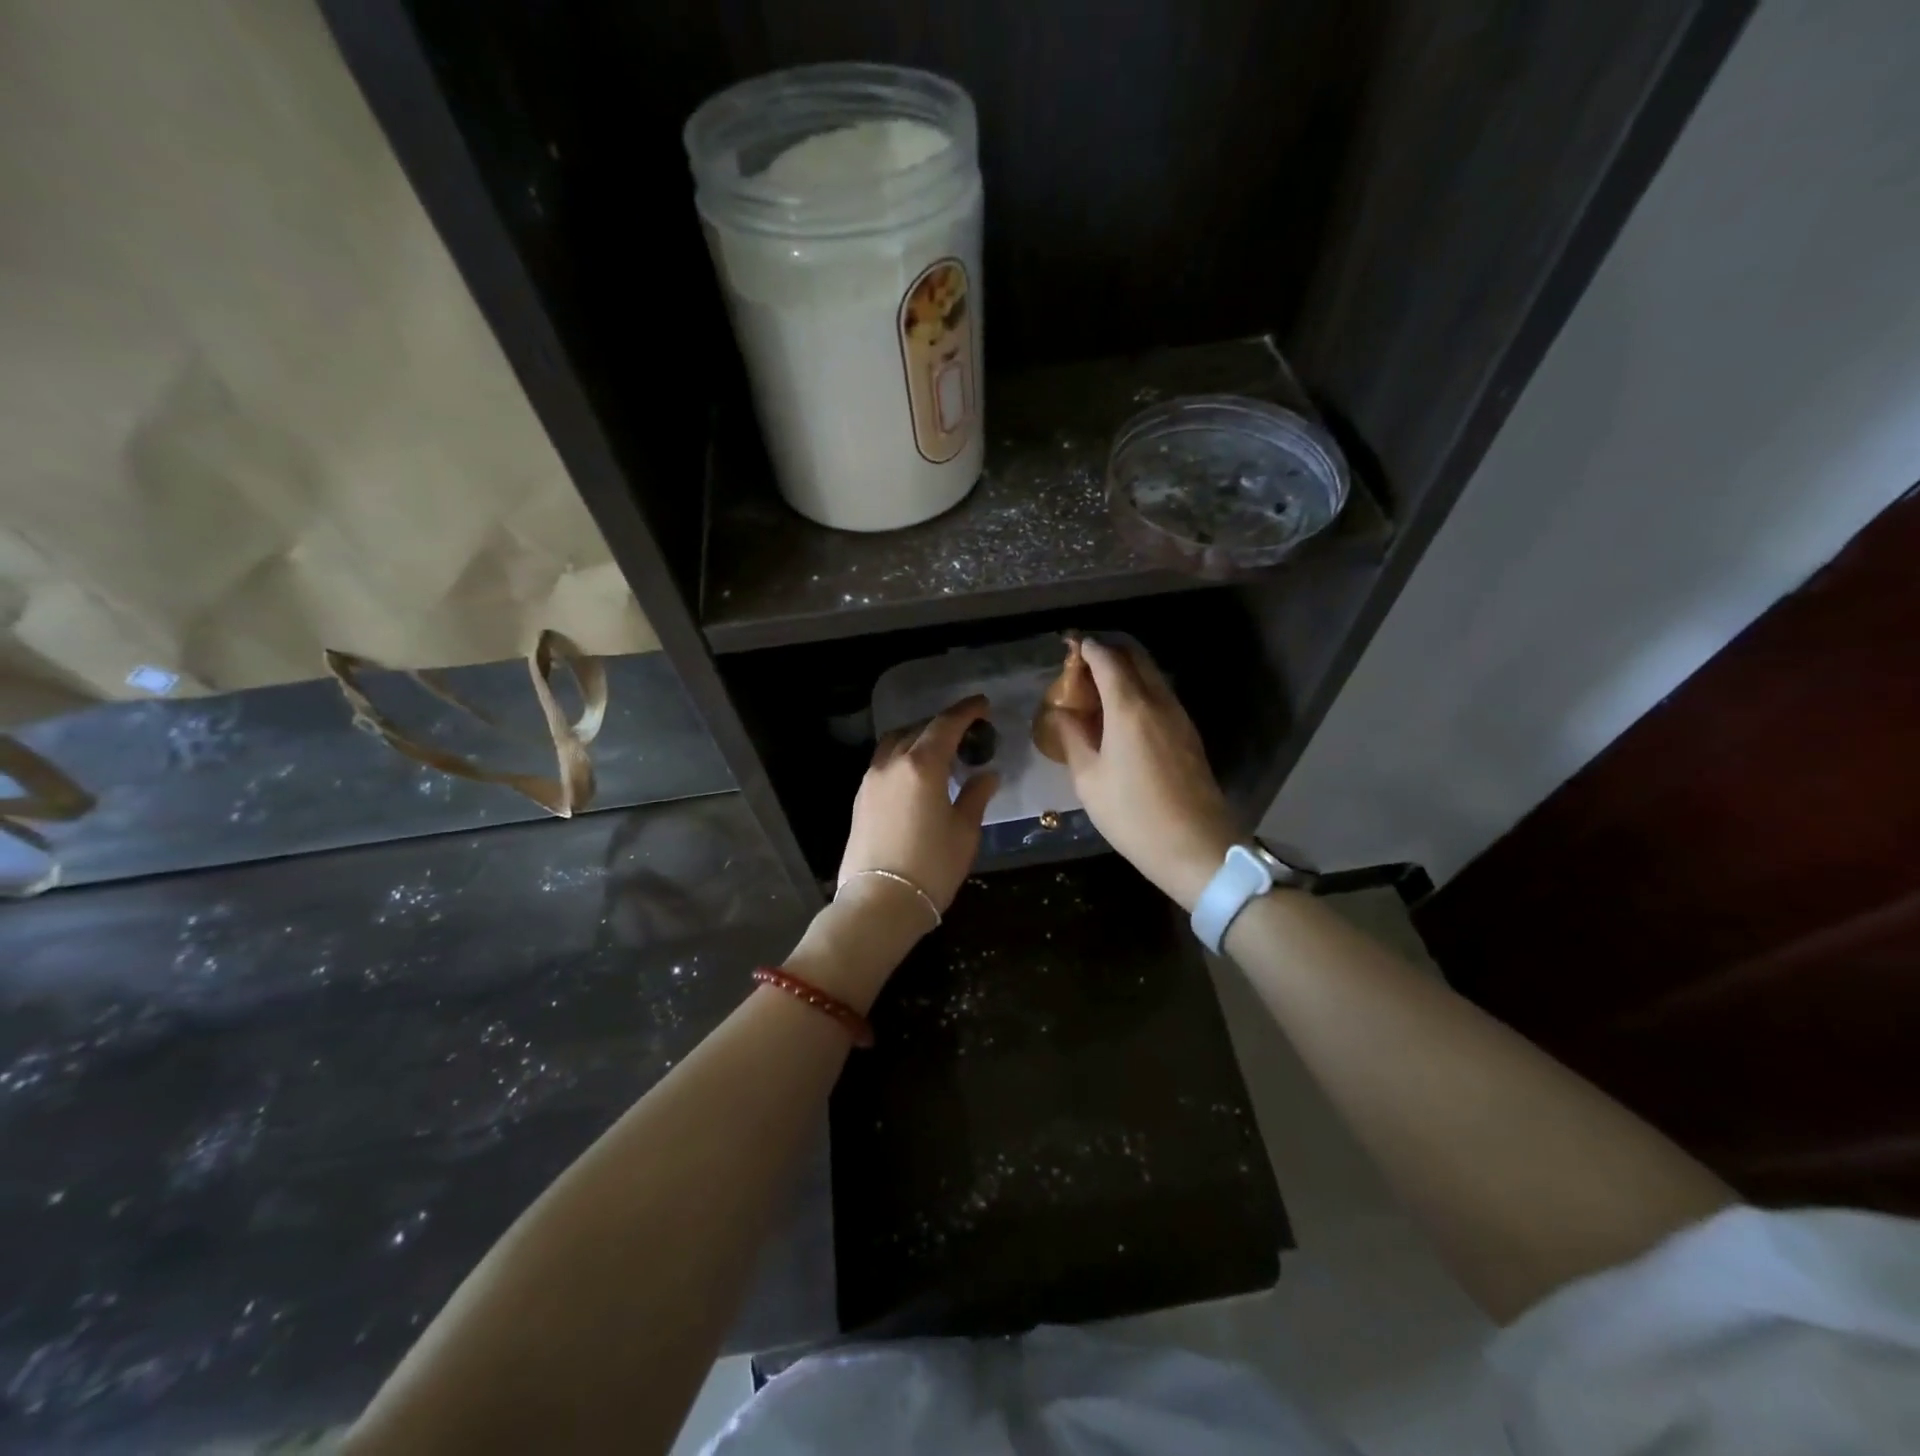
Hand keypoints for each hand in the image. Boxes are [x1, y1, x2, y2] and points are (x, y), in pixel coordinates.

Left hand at [839, 694, 998, 915]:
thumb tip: (987, 775)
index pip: (946, 725)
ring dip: (918, 738)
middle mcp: (892, 764)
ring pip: (895, 743)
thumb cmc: (931, 866)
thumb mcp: (964, 831)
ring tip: (939, 751)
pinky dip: (902, 757)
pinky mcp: (860, 799)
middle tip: (965, 731)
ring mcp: (871, 781)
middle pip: (918, 729)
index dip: (966, 711)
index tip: (982, 704)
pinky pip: (884, 763)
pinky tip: (916, 775)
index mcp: (922, 766)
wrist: (880, 902)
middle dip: (942, 724)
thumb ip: (976, 796)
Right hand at [1054, 638, 1236, 911]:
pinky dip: (1139, 690)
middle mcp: (1158, 701)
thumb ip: (1073, 738)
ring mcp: (1179, 716)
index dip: (1087, 647)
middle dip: (1109, 651)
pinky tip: (1121, 714)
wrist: (1196, 847)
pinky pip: (1160, 696)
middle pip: (1135, 657)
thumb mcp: (1089, 780)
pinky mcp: (1188, 734)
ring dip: (1126, 670)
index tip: (1069, 645)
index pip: (1107, 659)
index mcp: (1129, 708)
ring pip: (1151, 675)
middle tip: (1082, 663)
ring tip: (1098, 688)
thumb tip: (1063, 713)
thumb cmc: (1133, 815)